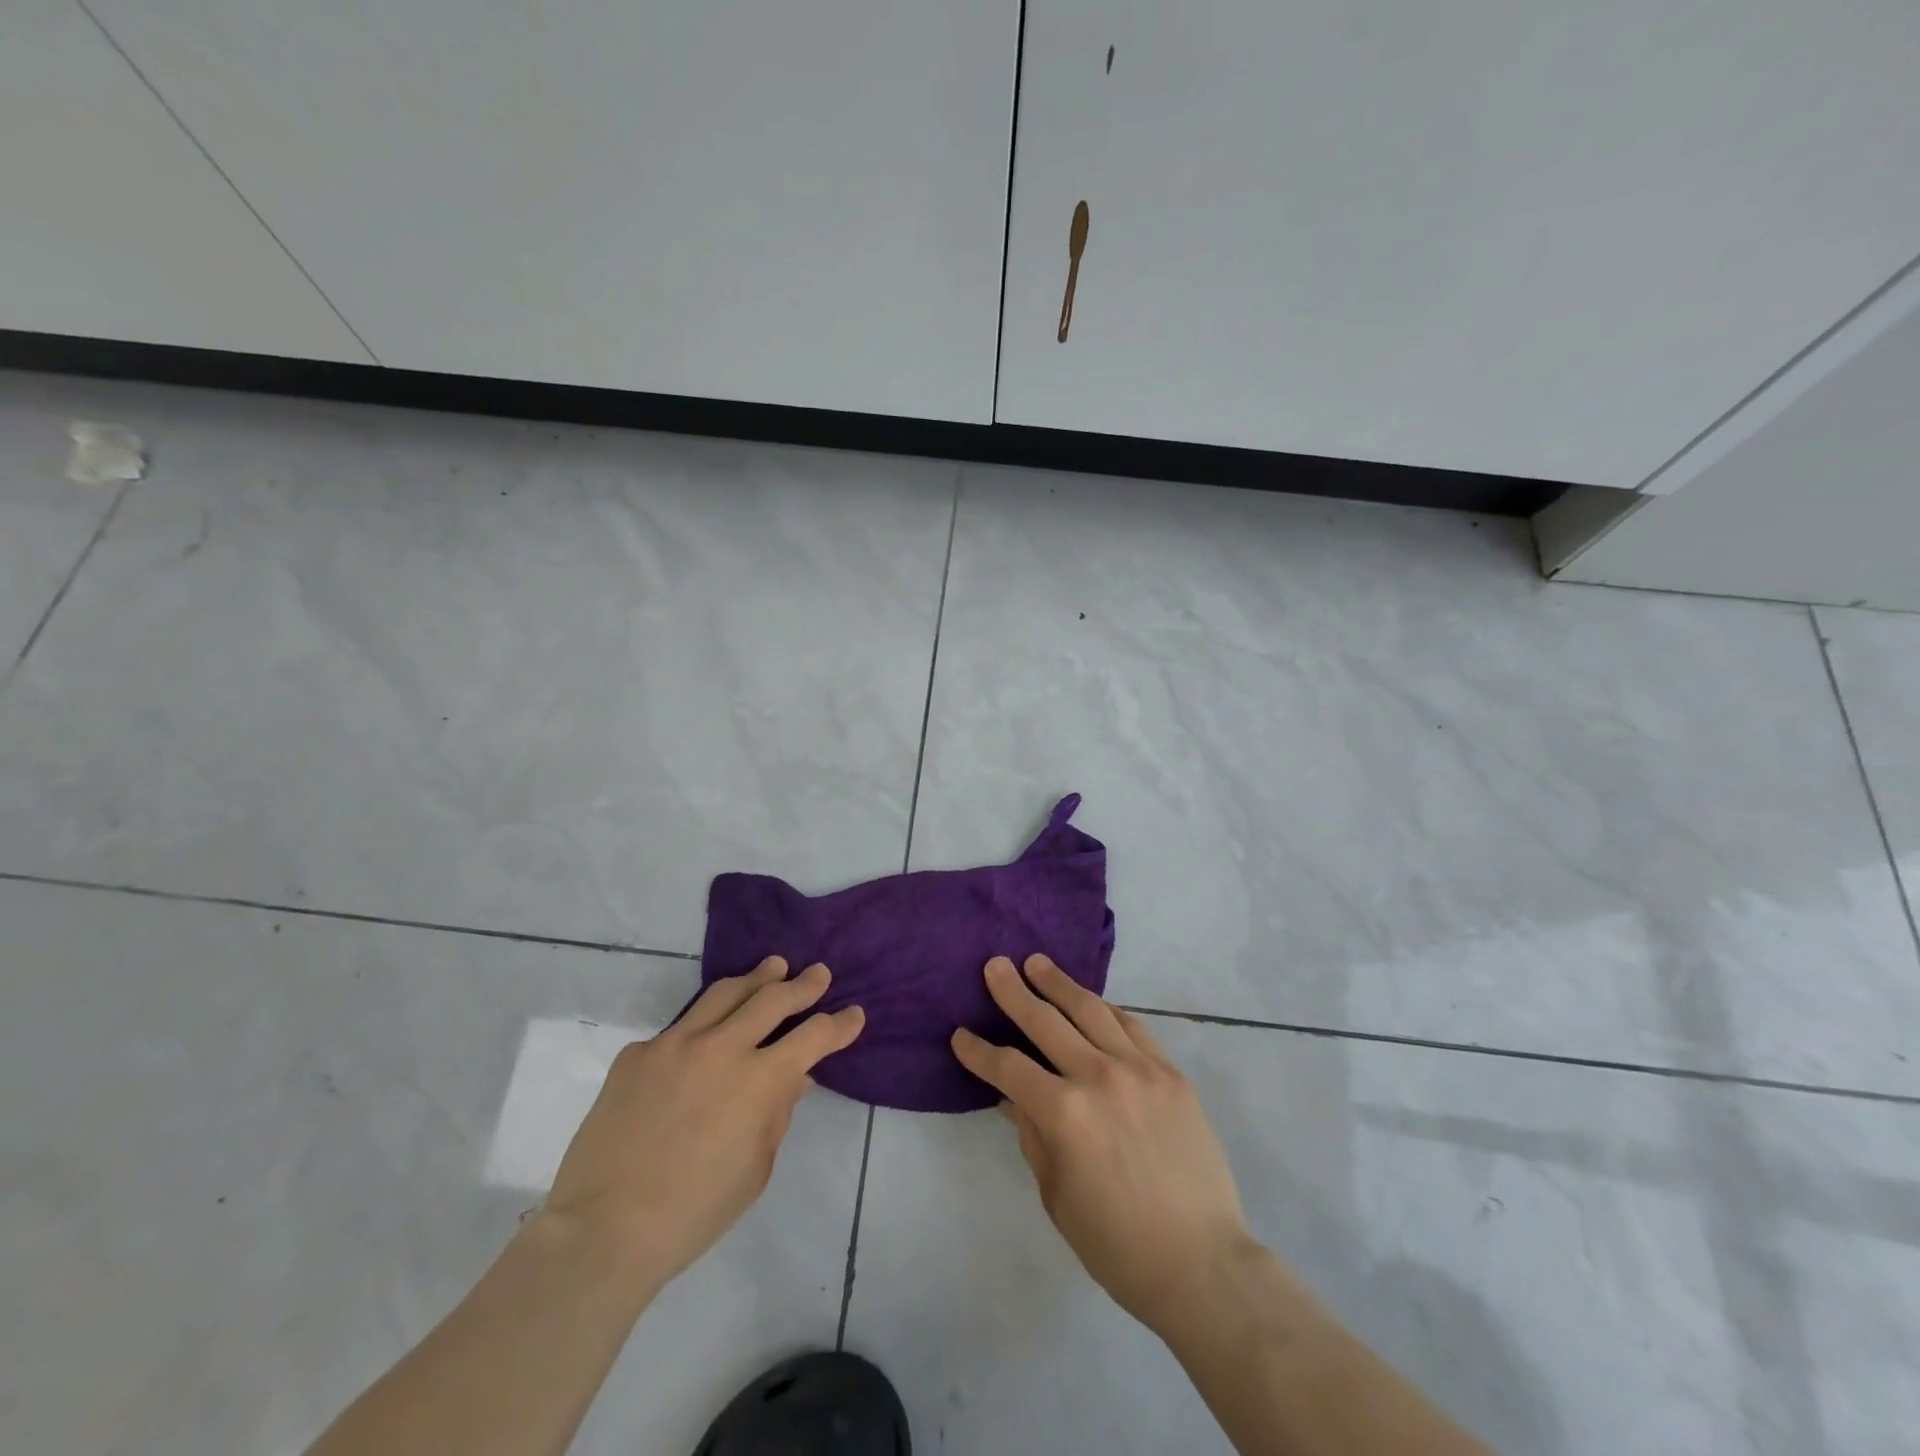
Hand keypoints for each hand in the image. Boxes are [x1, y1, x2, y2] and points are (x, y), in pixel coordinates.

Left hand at [544, 957, 863, 1288]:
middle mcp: (722, 1048)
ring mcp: (675, 1043)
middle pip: (773, 998)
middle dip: (804, 984)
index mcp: (759, 1081)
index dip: (840, 1024)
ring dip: (756, 978)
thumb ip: (778, 1114)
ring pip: (725, 993)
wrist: (603, 1230)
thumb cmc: (694, 1213)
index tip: (854, 1014)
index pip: (814, 1036)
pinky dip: (701, 1026)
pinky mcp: (638, 1053)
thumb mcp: (756, 1169)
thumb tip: (794, 1078)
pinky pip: (678, 1029)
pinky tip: (702, 1038)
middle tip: (818, 974)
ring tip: (773, 968)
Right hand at [951, 955, 1254, 1335]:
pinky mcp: (1170, 1074)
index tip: (960, 1035)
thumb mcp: (1057, 1196)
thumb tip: (1012, 1097)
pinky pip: (1133, 1027)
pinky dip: (1107, 1010)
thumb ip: (1033, 1136)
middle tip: (995, 966)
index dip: (979, 1052)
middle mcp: (1099, 1077)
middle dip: (1014, 992)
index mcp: (1064, 1114)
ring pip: (1091, 1011)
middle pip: (1046, 1022)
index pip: (1009, 1068)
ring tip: (1038, 962)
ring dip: (1060, 984)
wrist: (1202, 1264)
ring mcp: (1140, 1070)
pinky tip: (1093, 1001)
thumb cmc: (1118, 1245)